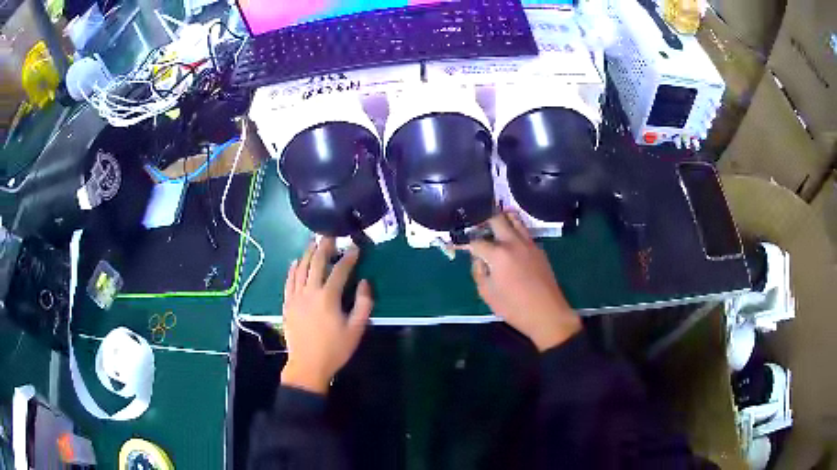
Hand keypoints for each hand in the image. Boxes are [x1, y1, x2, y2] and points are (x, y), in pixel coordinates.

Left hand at [281, 238, 372, 394]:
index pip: (340, 270)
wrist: (307, 365)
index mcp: (328, 297)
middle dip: (324, 247)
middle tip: (330, 235)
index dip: (348, 257)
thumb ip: (363, 304)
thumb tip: (364, 283)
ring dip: (308, 253)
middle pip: (316, 262)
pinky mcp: (287, 303)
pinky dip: (293, 269)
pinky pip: (289, 281)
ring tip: (314, 242)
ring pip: (301, 268)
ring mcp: (295, 296)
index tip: (355, 247)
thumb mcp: (356, 329)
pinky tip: (296, 261)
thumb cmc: (335, 349)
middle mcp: (309, 291)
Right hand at [460, 213, 581, 351]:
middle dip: (483, 221)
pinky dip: (515, 230)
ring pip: (515, 219)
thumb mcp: (487, 293)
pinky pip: (524, 232)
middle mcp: (513, 242)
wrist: (546, 313)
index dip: (466, 243)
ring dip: (502, 219)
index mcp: (498, 254)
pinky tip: (510, 241)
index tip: (461, 245)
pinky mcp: (539, 249)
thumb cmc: (513, 307)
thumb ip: (478, 272)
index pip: (476, 241)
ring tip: (494, 226)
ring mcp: (528, 244)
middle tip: (477, 228)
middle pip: (497, 219)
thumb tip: (478, 259)